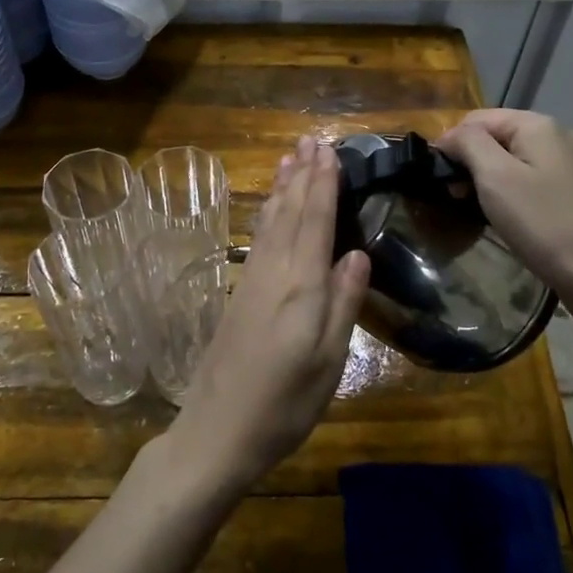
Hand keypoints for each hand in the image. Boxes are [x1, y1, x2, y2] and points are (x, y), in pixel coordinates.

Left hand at [166, 136, 370, 498]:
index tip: (328, 150)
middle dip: (302, 175)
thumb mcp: (328, 362)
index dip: (323, 184)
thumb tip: (357, 253)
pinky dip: (267, 214)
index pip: (315, 222)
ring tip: (289, 158)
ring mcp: (251, 282)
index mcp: (300, 287)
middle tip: (310, 139)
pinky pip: (258, 239)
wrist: (216, 432)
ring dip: (282, 188)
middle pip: (290, 213)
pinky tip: (269, 208)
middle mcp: (273, 273)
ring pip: (270, 222)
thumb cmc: (283, 405)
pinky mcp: (238, 296)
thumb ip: (342, 304)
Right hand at [435, 109, 572, 323]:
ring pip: (516, 160)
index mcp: (538, 125)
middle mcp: (560, 135)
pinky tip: (510, 217)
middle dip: (471, 162)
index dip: (451, 144)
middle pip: (498, 137)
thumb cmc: (542, 223)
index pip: (476, 119)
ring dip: (491, 179)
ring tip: (478, 209)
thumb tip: (451, 136)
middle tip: (455, 198)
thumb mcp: (495, 177)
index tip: (438, 179)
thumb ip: (468, 144)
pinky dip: (514, 192)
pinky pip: (535, 179)